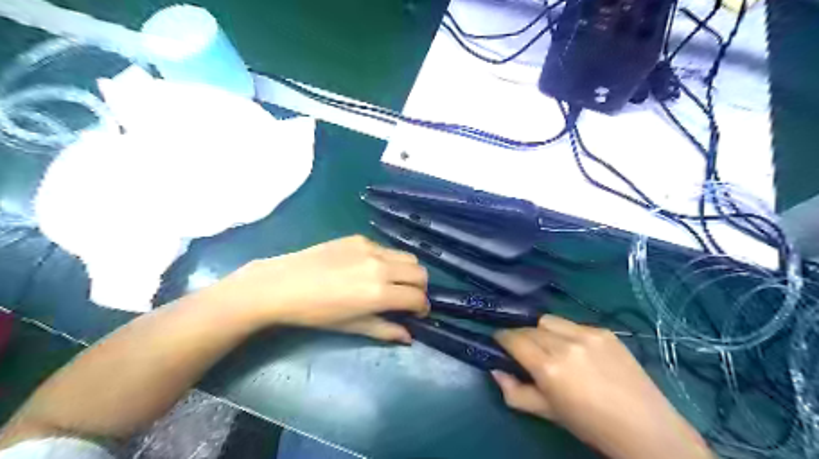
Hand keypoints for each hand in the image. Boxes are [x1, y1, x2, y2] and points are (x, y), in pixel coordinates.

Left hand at [208, 236, 427, 342]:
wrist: (282, 285)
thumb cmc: (316, 313)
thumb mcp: (352, 326)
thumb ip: (385, 330)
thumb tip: (408, 337)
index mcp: (380, 293)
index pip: (418, 297)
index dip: (423, 308)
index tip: (417, 314)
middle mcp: (381, 266)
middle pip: (420, 273)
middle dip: (420, 288)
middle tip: (407, 298)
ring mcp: (371, 248)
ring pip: (407, 257)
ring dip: (408, 271)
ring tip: (393, 282)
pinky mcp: (359, 238)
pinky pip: (386, 249)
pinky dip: (389, 260)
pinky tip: (370, 269)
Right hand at [492, 316, 710, 458]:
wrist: (645, 427)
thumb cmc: (590, 425)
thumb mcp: (547, 413)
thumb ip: (515, 392)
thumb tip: (495, 371)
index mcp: (548, 367)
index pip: (514, 338)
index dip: (502, 338)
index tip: (499, 342)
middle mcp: (565, 344)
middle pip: (529, 327)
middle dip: (520, 335)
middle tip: (524, 349)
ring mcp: (587, 334)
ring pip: (549, 319)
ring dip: (541, 329)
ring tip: (549, 345)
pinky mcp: (604, 331)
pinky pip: (573, 323)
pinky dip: (565, 332)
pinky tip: (575, 349)